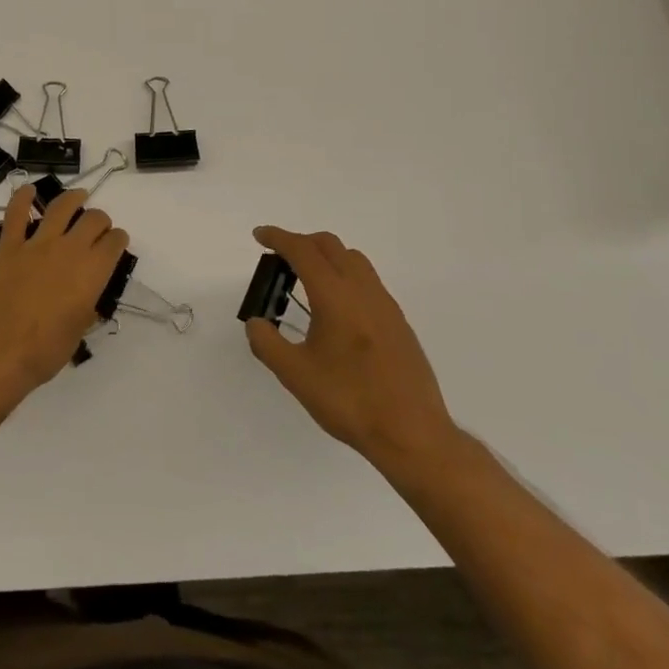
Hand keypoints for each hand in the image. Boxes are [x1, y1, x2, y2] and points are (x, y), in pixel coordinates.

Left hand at [0, 185, 127, 393]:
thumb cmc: (43, 352)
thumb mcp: (77, 333)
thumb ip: (85, 308)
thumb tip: (86, 300)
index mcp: (93, 272)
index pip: (114, 242)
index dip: (118, 240)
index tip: (115, 243)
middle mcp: (70, 249)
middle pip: (93, 219)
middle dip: (100, 220)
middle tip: (97, 227)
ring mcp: (37, 244)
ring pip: (61, 207)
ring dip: (73, 198)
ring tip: (79, 196)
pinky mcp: (8, 246)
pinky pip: (16, 214)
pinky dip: (23, 198)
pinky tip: (28, 190)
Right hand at [245, 226, 457, 469]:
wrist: (411, 432)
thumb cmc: (349, 400)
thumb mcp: (296, 375)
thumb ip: (267, 343)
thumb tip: (257, 322)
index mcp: (335, 295)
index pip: (303, 251)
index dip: (279, 238)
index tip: (260, 235)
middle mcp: (362, 290)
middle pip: (330, 246)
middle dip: (302, 242)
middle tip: (279, 257)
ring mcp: (385, 304)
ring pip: (353, 260)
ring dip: (326, 257)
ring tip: (307, 280)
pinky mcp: (398, 322)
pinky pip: (367, 281)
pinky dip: (345, 276)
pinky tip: (336, 310)